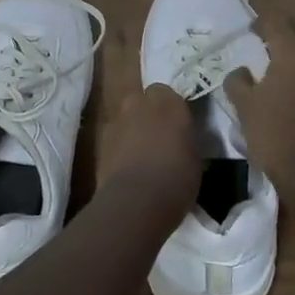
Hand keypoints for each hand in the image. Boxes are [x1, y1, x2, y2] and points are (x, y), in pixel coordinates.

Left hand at [97, 84, 203, 218]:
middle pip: (142, 100)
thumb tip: (180, 142)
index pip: (167, 93)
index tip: (176, 125)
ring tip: (140, 154)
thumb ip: (185, 140)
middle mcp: (140, 103)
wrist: (137, 201)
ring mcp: (117, 121)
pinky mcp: (100, 142)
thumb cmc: (177, 178)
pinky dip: (118, 147)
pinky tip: (126, 167)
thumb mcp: (195, 158)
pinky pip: (113, 138)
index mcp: (169, 103)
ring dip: (131, 129)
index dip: (170, 108)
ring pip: (125, 118)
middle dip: (147, 113)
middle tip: (158, 136)